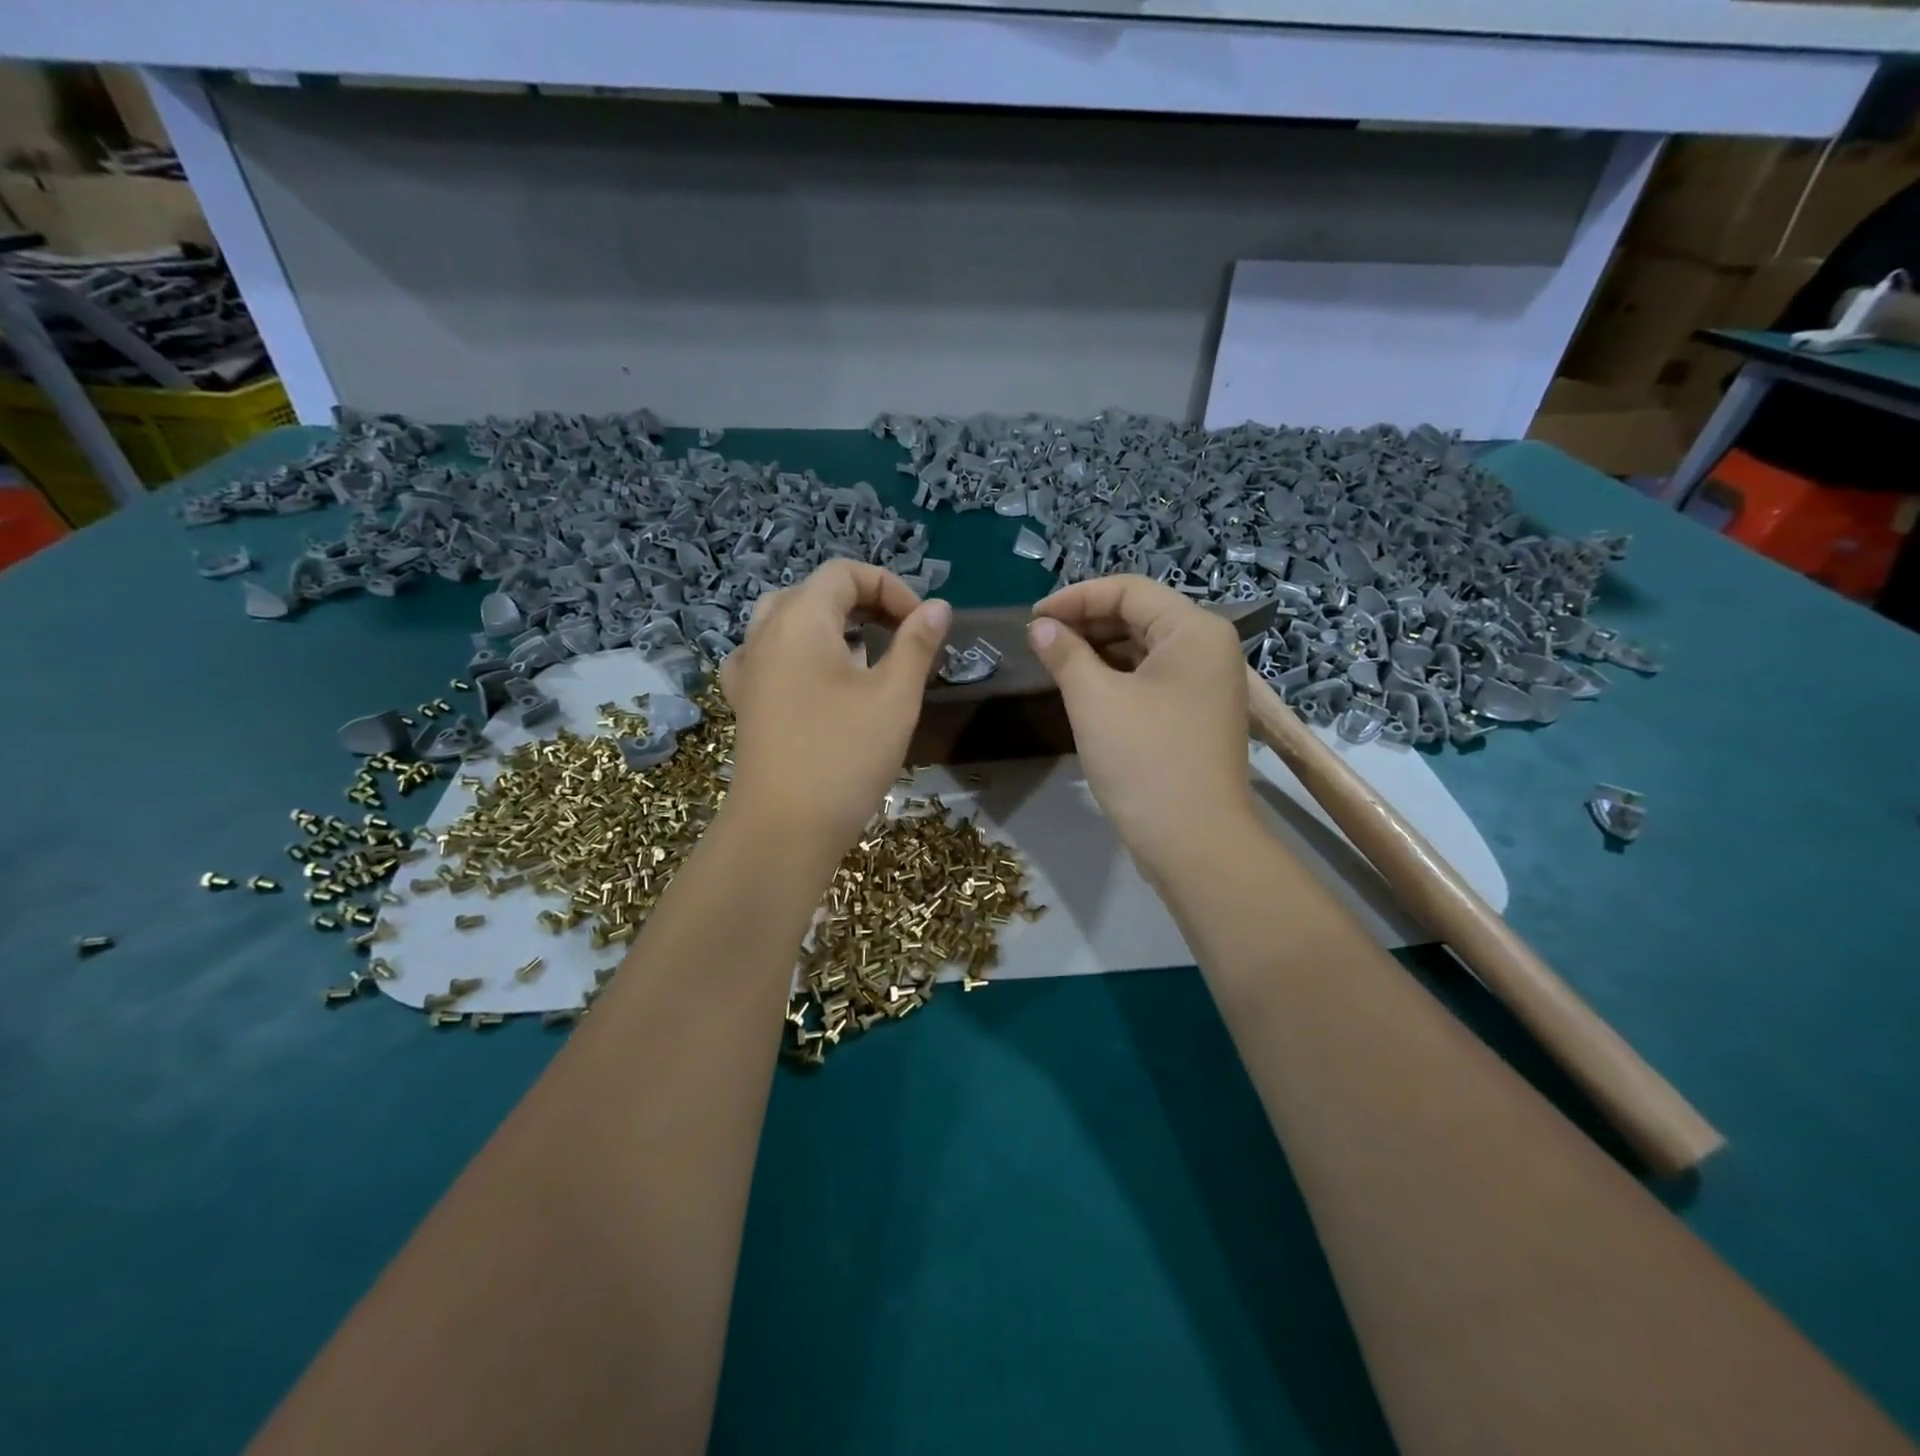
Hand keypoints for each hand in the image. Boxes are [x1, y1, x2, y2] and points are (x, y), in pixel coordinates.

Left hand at [719, 561, 950, 853]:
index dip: (890, 587)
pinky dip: (804, 655)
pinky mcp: (746, 703)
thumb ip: (917, 644)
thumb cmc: (844, 756)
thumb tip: (938, 607)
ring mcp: (748, 670)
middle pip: (814, 593)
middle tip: (899, 635)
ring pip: (789, 623)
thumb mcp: (894, 697)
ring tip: (868, 657)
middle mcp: (764, 635)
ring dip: (833, 628)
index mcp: (799, 620)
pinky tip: (823, 684)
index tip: (921, 625)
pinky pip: (773, 657)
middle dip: (863, 604)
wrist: (782, 829)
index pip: (844, 573)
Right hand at [1028, 576, 1257, 879]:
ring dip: (1098, 651)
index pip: (1128, 590)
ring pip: (1144, 649)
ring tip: (1054, 664)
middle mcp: (1208, 648)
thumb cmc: (1145, 761)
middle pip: (1139, 616)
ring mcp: (1206, 684)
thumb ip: (1065, 653)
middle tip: (1039, 642)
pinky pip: (1151, 679)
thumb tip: (1040, 627)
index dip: (1075, 597)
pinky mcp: (1196, 715)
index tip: (1031, 619)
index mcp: (1194, 630)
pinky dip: (1116, 677)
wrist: (1195, 842)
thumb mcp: (1095, 700)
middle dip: (1086, 623)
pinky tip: (1083, 689)